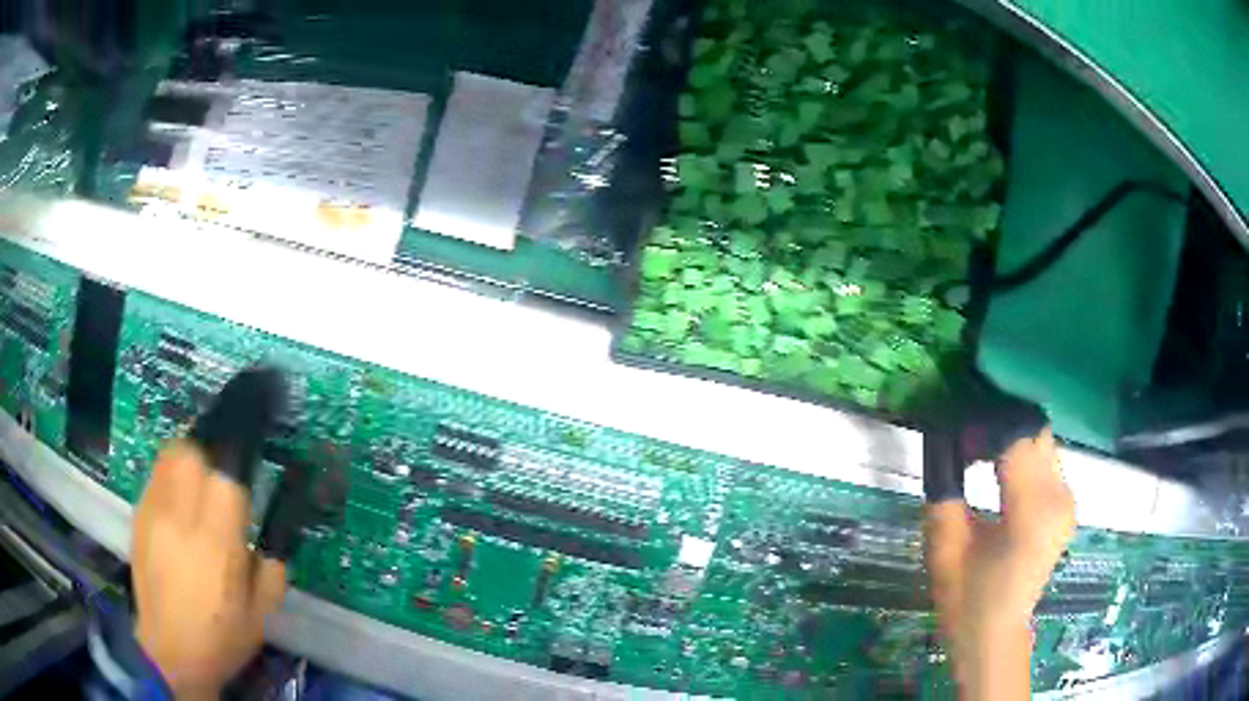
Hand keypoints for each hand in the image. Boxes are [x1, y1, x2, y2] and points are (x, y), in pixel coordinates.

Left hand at [132, 440, 287, 698]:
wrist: (171, 652)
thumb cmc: (220, 638)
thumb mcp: (260, 615)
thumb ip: (271, 573)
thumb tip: (269, 545)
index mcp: (217, 546)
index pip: (226, 481)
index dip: (237, 478)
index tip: (241, 493)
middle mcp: (181, 520)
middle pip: (192, 454)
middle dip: (208, 458)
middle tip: (216, 482)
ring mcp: (154, 515)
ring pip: (169, 457)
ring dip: (186, 461)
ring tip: (194, 484)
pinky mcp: (139, 517)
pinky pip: (154, 476)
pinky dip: (168, 478)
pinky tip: (175, 504)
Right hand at [925, 428, 1074, 699]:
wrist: (996, 635)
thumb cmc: (967, 601)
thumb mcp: (945, 547)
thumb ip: (945, 489)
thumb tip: (941, 439)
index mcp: (1033, 510)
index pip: (1017, 436)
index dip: (985, 421)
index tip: (953, 421)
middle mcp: (1060, 496)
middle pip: (1035, 430)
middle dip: (999, 423)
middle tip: (963, 432)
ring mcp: (1067, 500)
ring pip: (1041, 441)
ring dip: (1010, 437)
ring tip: (976, 449)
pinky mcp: (1066, 504)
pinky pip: (1045, 460)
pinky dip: (1021, 454)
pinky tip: (996, 469)